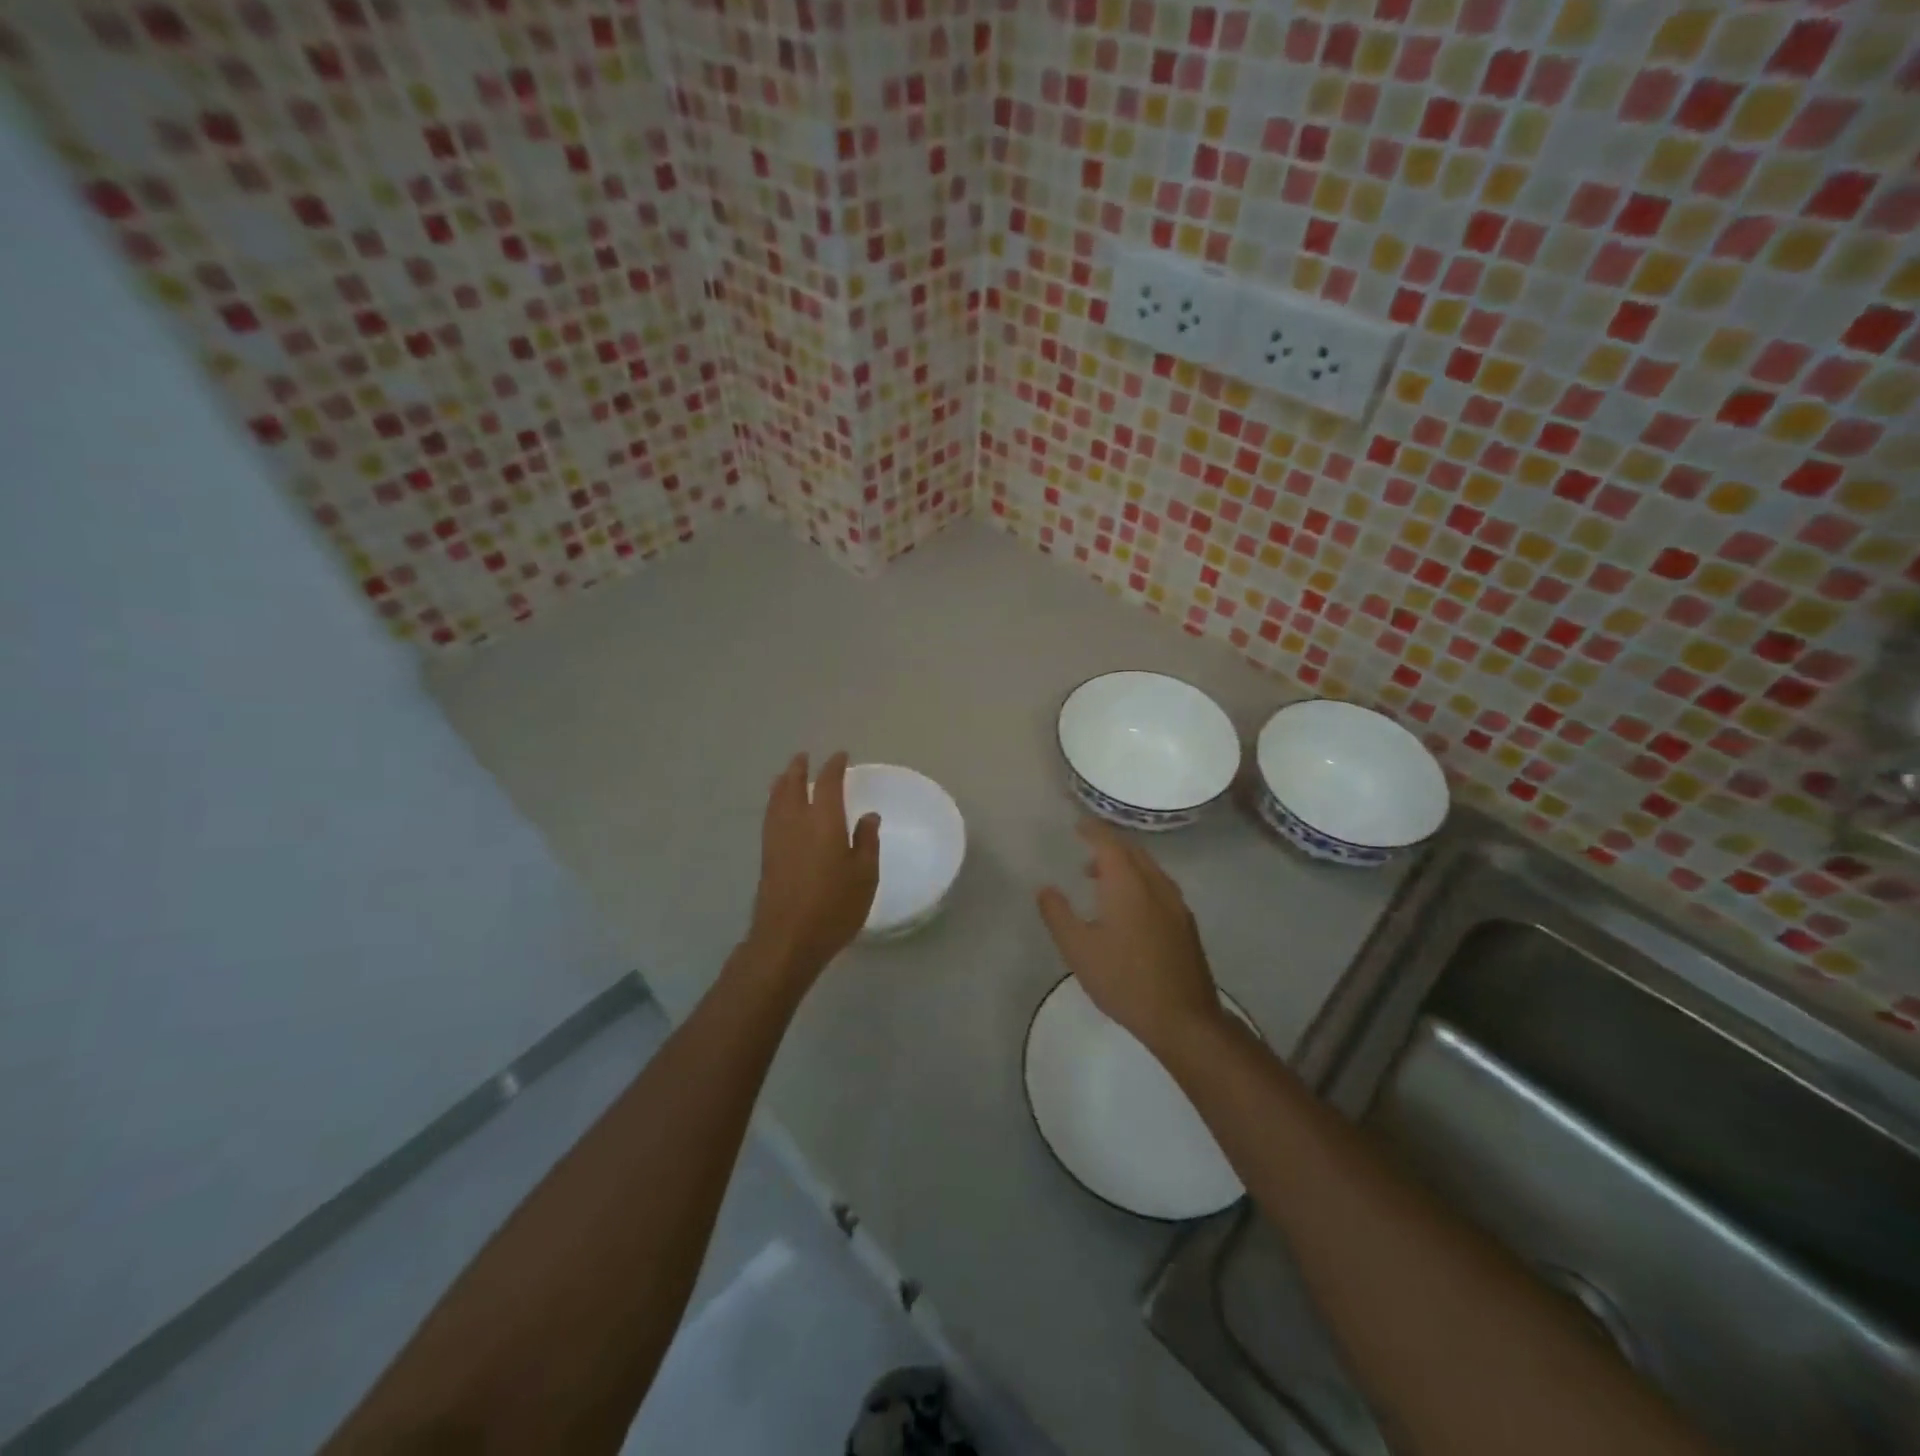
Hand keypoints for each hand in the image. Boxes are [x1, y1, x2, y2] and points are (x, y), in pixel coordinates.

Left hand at [745, 752, 880, 982]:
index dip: (834, 767)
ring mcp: (776, 839)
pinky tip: (780, 811)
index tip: (840, 756)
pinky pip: (771, 816)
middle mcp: (796, 822)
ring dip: (783, 783)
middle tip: (804, 758)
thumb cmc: (834, 907)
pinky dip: (776, 803)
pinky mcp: (767, 857)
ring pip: (776, 800)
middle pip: (792, 786)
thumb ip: (867, 842)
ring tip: (786, 776)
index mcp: (824, 821)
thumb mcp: (865, 875)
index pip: (828, 784)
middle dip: (799, 769)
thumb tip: (868, 816)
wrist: (787, 939)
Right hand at [1037, 822, 1222, 1054]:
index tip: (1077, 825)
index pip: (1109, 843)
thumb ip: (1058, 915)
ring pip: (1149, 868)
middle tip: (1086, 848)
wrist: (1183, 1018)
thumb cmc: (1124, 980)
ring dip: (1125, 863)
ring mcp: (1176, 904)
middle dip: (1109, 844)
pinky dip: (1140, 880)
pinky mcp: (1186, 924)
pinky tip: (1130, 906)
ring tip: (1101, 878)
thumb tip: (1046, 888)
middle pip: (1133, 851)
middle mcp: (1156, 885)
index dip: (1093, 830)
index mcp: (1128, 884)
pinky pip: (1160, 885)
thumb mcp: (1078, 949)